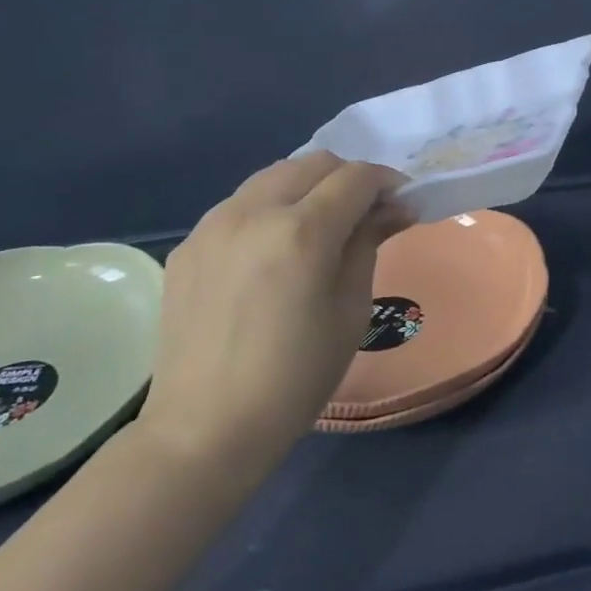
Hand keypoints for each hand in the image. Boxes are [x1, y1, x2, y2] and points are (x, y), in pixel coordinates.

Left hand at [136, 152, 411, 491]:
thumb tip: (393, 207)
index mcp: (302, 231)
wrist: (205, 427)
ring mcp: (212, 225)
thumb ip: (368, 243)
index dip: (387, 182)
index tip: (402, 202)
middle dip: (348, 178)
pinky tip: (273, 252)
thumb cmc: (296, 376)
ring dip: (307, 188)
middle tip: (365, 213)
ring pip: (272, 176)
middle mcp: (253, 212)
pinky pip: (239, 206)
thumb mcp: (351, 309)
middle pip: (313, 163)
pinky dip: (269, 210)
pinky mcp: (188, 245)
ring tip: (319, 226)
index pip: (356, 177)